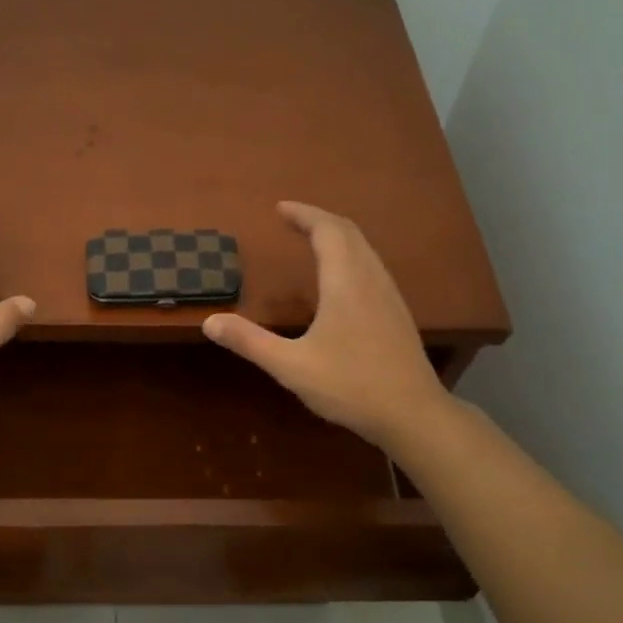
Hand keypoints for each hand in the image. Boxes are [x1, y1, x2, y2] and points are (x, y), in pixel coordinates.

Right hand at [202, 201, 450, 449]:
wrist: (413, 414)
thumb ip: (250, 342)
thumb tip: (210, 322)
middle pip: (349, 232)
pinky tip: (340, 279)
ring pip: (364, 249)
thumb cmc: (350, 386)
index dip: (303, 214)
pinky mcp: (397, 313)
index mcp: (345, 282)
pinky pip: (372, 266)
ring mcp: (389, 295)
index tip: (280, 208)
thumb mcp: (291, 366)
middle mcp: (371, 279)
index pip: (327, 230)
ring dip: (338, 236)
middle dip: (319, 219)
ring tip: (312, 240)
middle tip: (292, 219)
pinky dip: (351, 255)